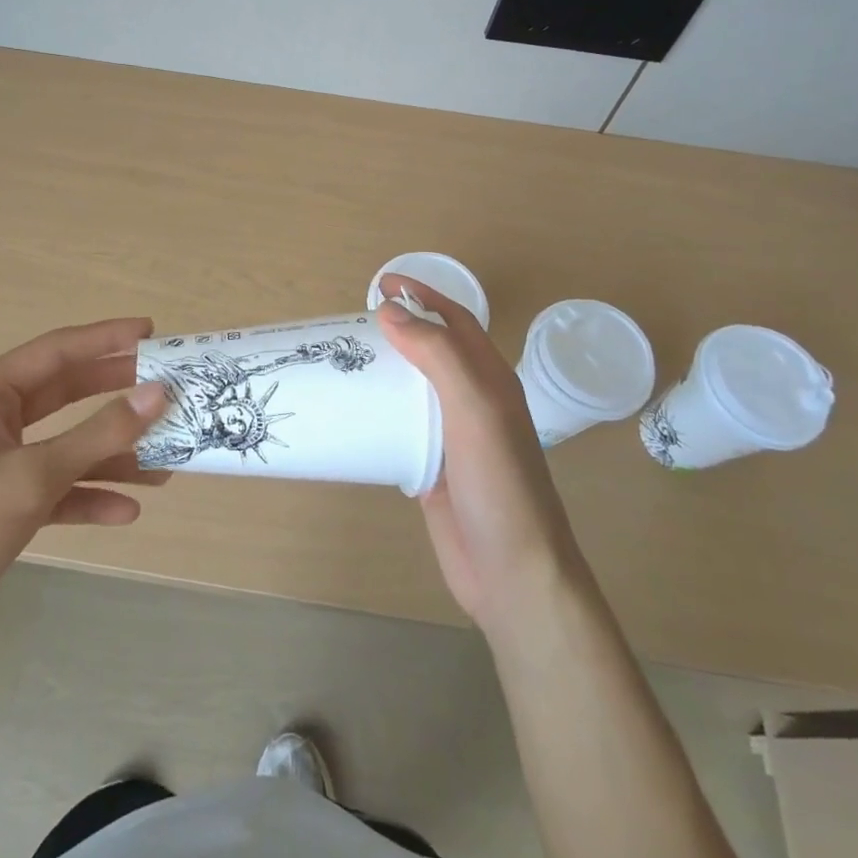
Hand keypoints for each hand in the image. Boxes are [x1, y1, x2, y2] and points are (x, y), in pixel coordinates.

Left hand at [0, 318, 171, 654]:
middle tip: (166, 387)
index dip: (105, 339)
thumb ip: (99, 435)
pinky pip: (57, 489)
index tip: (151, 332)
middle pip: (66, 395)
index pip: (56, 351)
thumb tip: (159, 393)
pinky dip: (90, 497)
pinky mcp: (4, 506)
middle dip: (116, 394)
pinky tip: (126, 511)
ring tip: (164, 463)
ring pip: (67, 446)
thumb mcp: (32, 476)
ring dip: (112, 455)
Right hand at [378, 277, 589, 642]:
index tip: (382, 284)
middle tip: (351, 323)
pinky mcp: (432, 468)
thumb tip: (391, 312)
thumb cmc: (500, 484)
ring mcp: (453, 437)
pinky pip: (401, 427)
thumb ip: (438, 357)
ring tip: (344, 360)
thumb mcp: (475, 409)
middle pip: (433, 351)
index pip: (455, 321)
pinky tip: (352, 413)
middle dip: (399, 328)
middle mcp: (473, 402)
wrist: (513, 573)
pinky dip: (379, 412)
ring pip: (414, 389)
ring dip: (385, 369)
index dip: (423, 296)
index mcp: (490, 380)